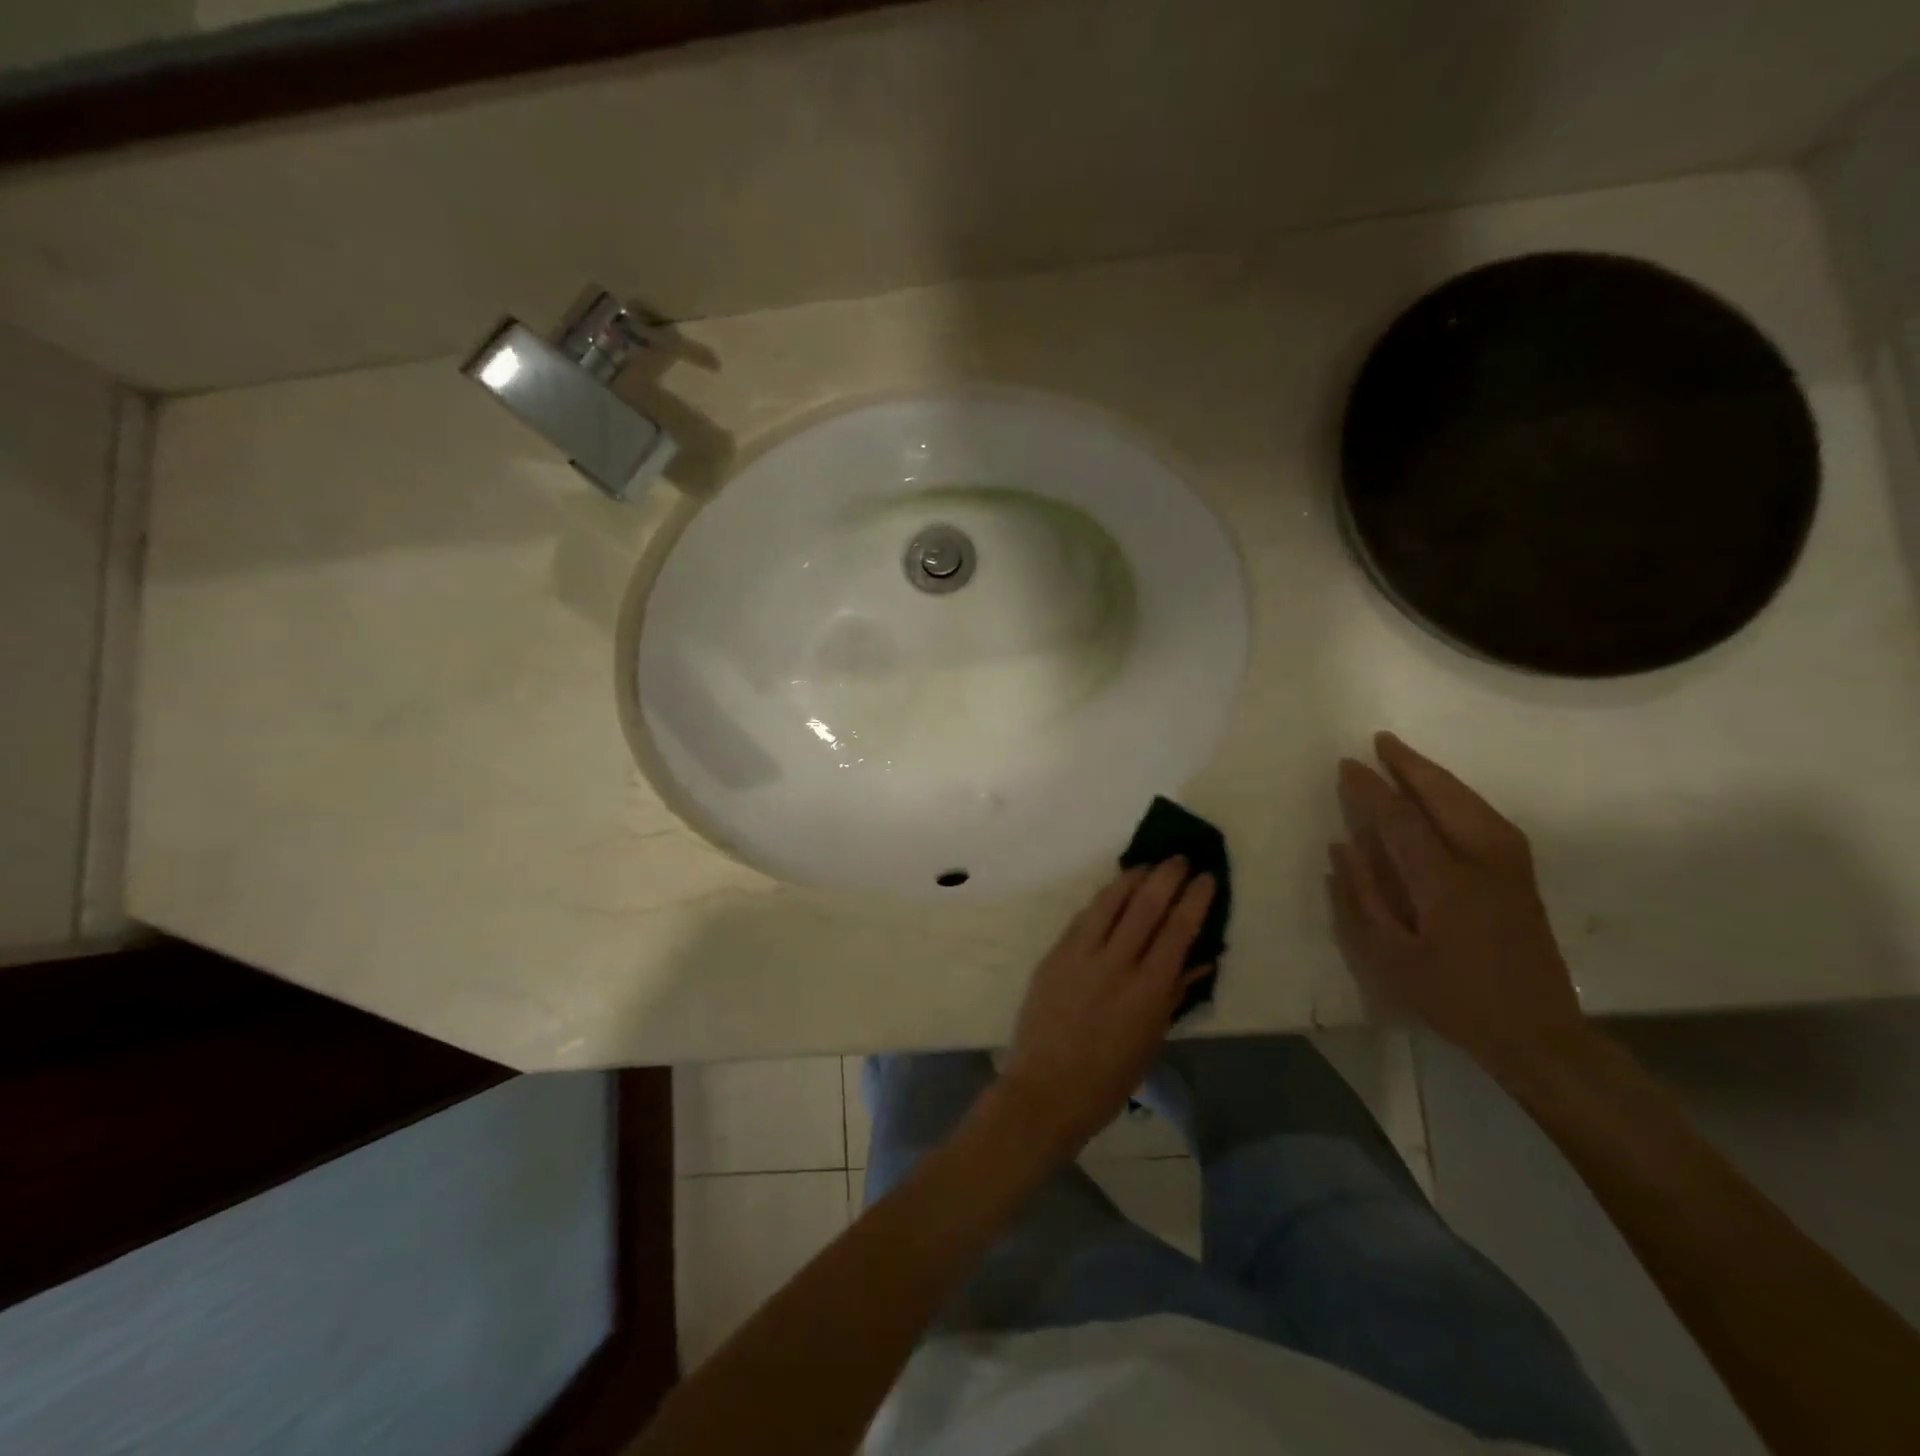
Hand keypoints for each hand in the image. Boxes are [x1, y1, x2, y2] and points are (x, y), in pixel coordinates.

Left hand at [996, 860, 1215, 1159]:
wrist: (1046, 1089)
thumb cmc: (1109, 1078)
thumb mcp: (1152, 1040)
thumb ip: (1174, 994)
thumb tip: (1199, 959)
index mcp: (1148, 991)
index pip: (1178, 931)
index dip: (1195, 899)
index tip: (1207, 877)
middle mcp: (1116, 964)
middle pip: (1146, 906)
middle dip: (1167, 876)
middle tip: (1180, 858)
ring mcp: (1080, 955)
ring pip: (1110, 902)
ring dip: (1133, 877)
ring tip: (1149, 864)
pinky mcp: (1055, 954)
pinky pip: (1084, 917)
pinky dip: (1103, 899)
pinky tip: (1114, 891)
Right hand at [1328, 732, 1586, 1070]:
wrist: (1538, 1033)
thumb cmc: (1453, 998)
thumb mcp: (1390, 958)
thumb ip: (1362, 898)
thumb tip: (1342, 846)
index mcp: (1445, 883)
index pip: (1401, 820)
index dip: (1371, 790)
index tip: (1347, 765)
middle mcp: (1483, 863)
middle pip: (1446, 798)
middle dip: (1411, 766)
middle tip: (1380, 741)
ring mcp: (1511, 868)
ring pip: (1473, 803)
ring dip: (1438, 777)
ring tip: (1407, 758)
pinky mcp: (1523, 877)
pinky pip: (1490, 818)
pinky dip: (1463, 796)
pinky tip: (1447, 796)